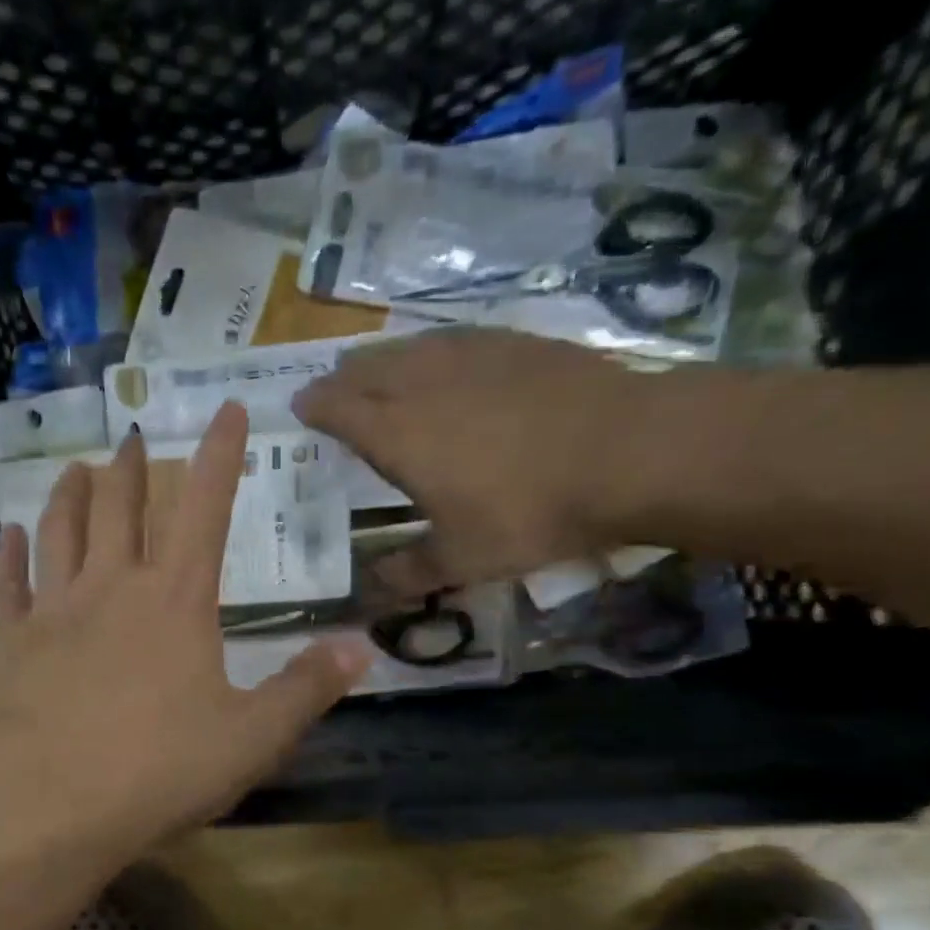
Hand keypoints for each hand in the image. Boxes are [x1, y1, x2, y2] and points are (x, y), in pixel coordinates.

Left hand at [0, 402, 369, 856]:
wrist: (40, 801)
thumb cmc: (156, 769)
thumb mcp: (251, 738)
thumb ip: (306, 689)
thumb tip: (363, 647)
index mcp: (177, 601)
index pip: (206, 509)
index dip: (221, 456)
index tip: (227, 409)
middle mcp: (112, 588)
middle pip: (123, 509)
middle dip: (133, 469)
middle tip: (133, 438)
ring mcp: (52, 611)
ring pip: (61, 532)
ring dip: (71, 496)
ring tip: (77, 470)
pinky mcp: (5, 643)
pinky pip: (7, 584)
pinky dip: (10, 554)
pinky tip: (8, 534)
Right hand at [293, 328, 680, 596]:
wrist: (628, 452)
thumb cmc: (528, 512)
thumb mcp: (462, 559)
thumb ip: (410, 572)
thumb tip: (372, 589)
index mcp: (396, 432)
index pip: (337, 408)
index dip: (315, 408)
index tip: (301, 409)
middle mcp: (422, 382)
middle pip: (365, 368)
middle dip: (341, 379)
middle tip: (333, 393)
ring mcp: (470, 354)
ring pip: (407, 348)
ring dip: (382, 361)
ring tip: (377, 374)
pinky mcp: (514, 343)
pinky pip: (451, 339)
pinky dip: (429, 351)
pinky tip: (443, 362)